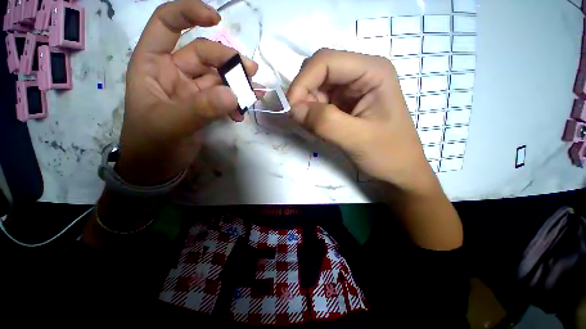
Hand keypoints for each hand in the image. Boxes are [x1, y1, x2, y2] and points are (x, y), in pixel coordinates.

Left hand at [117, 0, 257, 184]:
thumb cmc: (152, 144)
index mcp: (153, 64)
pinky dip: (235, 103)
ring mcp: (192, 90)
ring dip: (237, 84)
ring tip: (254, 94)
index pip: (167, 24)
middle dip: (228, 62)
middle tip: (251, 75)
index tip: (217, 18)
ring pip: (219, 77)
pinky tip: (241, 113)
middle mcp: (173, 72)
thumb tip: (233, 94)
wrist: (158, 167)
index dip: (190, 14)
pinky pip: (225, 97)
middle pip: (205, 54)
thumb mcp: (171, 124)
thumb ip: (201, 108)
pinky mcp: (205, 105)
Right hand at [288, 49, 435, 194]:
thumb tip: (293, 109)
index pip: (325, 61)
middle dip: (304, 95)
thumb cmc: (388, 154)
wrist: (398, 170)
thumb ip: (325, 122)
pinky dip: (312, 114)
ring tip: (316, 128)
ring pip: (315, 87)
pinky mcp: (344, 103)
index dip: (303, 81)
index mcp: (372, 71)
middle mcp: (360, 73)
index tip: (291, 109)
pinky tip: (320, 129)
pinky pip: (319, 101)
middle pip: (318, 71)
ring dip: (307, 106)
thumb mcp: (357, 139)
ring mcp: (351, 88)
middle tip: (303, 121)